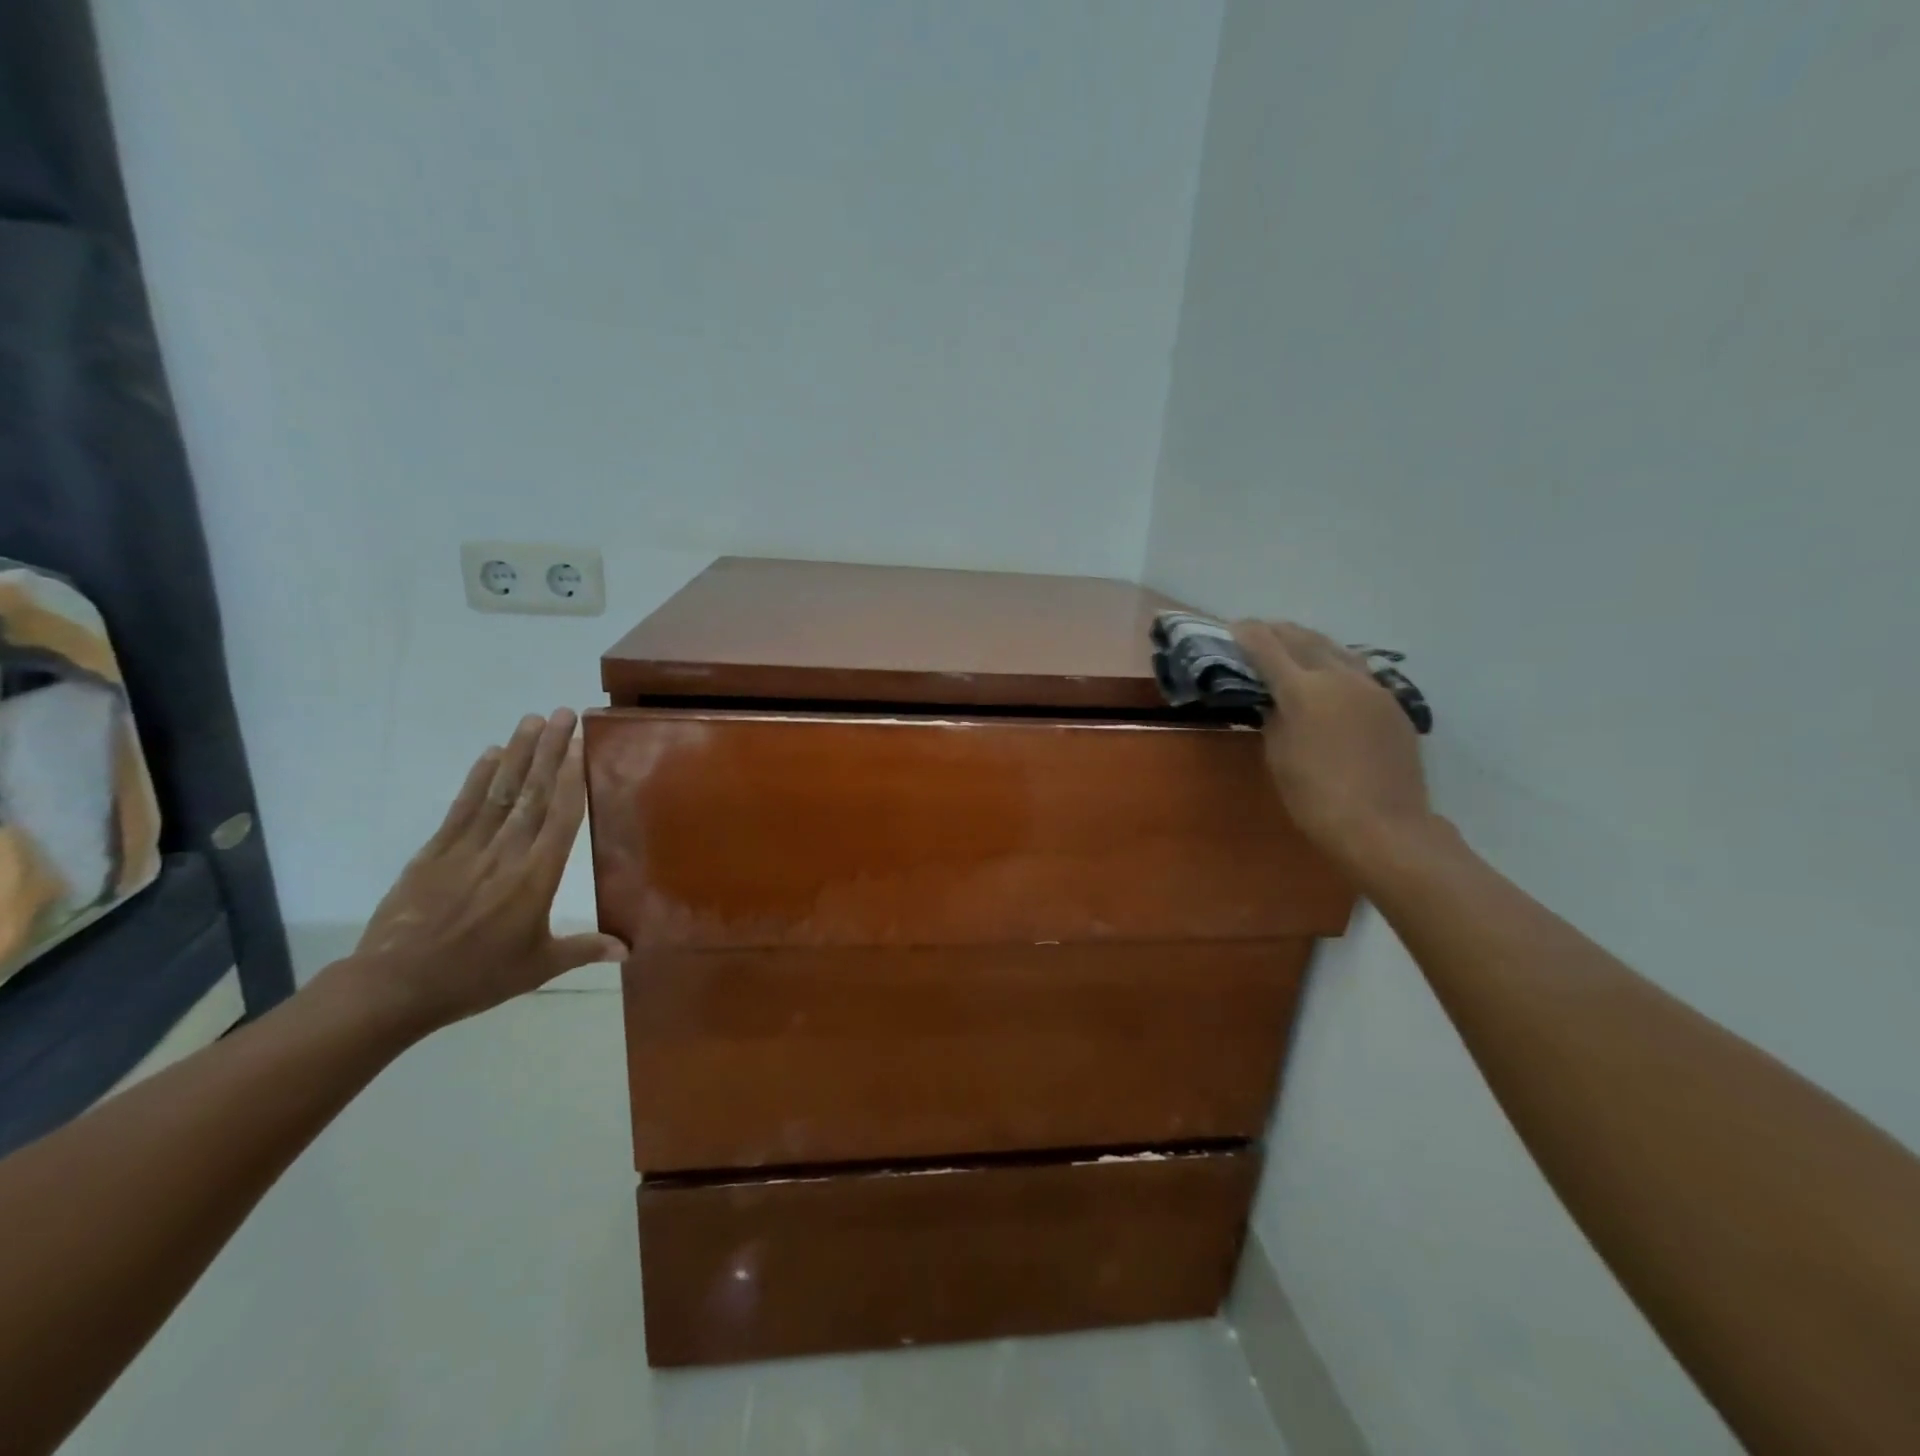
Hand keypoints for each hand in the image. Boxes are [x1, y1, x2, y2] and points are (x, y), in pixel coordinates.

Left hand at [343, 709, 627, 1033]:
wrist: (394, 987)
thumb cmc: (476, 977)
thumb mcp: (538, 967)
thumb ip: (584, 950)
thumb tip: (629, 949)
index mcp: (536, 877)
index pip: (559, 817)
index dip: (571, 778)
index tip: (580, 744)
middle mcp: (505, 853)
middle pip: (532, 793)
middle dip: (549, 751)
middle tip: (563, 714)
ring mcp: (467, 848)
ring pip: (499, 792)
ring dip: (518, 754)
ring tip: (531, 720)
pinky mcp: (435, 852)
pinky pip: (462, 808)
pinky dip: (477, 779)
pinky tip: (490, 754)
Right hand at [1233, 621, 1435, 869]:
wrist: (1384, 826)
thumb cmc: (1316, 797)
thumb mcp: (1278, 756)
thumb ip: (1274, 719)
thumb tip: (1276, 701)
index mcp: (1304, 690)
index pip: (1268, 649)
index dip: (1248, 635)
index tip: (1234, 628)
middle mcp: (1340, 678)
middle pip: (1304, 640)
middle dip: (1278, 631)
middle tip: (1259, 630)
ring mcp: (1372, 689)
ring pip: (1337, 650)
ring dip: (1310, 642)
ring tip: (1293, 642)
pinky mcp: (1393, 705)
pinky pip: (1358, 671)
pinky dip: (1335, 662)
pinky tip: (1329, 673)